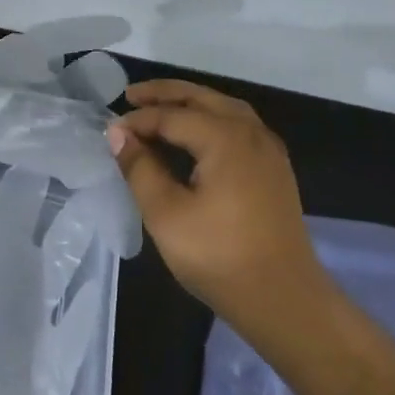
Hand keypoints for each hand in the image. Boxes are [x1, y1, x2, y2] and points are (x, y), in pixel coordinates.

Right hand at [106, 79, 327, 327]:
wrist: (284, 300)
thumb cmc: (219, 256)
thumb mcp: (166, 214)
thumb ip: (140, 168)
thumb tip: (118, 133)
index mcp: (225, 138)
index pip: (172, 116)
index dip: (138, 121)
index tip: (109, 132)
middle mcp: (251, 133)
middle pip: (203, 99)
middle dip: (166, 94)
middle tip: (131, 96)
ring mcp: (269, 151)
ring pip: (225, 110)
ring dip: (191, 103)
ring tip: (160, 109)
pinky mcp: (274, 171)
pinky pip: (239, 127)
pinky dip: (211, 120)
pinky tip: (196, 137)